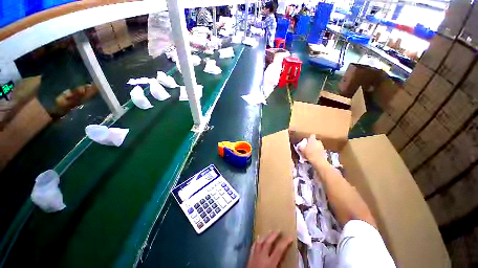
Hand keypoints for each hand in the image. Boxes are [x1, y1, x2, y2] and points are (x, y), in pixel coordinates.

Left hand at [246, 231, 292, 267]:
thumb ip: (281, 266)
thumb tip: (292, 265)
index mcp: (270, 263)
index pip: (279, 250)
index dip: (285, 242)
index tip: (290, 236)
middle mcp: (262, 257)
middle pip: (268, 242)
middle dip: (273, 235)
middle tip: (278, 230)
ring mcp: (254, 256)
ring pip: (259, 242)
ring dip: (265, 236)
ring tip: (269, 232)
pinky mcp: (249, 258)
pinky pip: (253, 246)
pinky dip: (256, 241)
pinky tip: (258, 238)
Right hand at [298, 134, 327, 167]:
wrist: (318, 161)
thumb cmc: (309, 154)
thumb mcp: (302, 150)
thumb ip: (300, 147)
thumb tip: (299, 146)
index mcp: (313, 140)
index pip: (312, 136)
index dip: (309, 138)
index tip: (306, 141)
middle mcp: (318, 142)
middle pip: (315, 141)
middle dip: (312, 143)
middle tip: (308, 147)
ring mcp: (322, 146)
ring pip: (318, 145)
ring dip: (315, 147)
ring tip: (311, 152)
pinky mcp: (324, 151)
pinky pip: (320, 150)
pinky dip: (317, 152)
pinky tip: (314, 155)